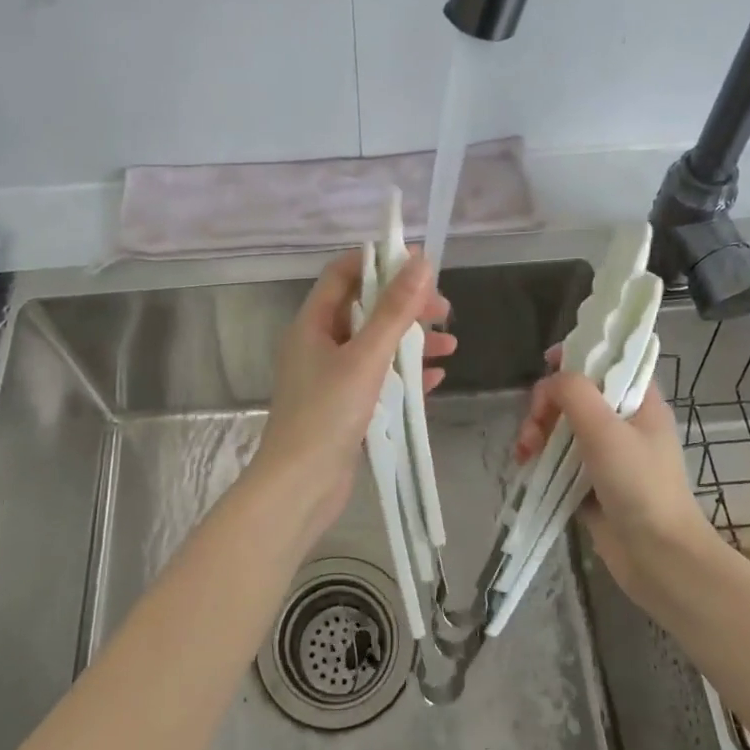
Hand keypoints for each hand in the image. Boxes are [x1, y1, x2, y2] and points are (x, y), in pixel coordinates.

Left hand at [253, 249, 453, 543]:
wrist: (300, 487)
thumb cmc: (327, 414)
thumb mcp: (365, 357)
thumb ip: (393, 311)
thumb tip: (420, 262)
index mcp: (312, 324)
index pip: (343, 274)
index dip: (379, 262)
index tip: (419, 263)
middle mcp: (319, 345)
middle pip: (365, 309)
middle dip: (405, 306)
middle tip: (443, 311)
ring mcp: (331, 377)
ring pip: (375, 345)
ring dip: (411, 341)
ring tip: (450, 344)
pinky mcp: (344, 407)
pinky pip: (378, 379)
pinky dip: (405, 374)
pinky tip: (435, 378)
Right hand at [515, 354, 717, 620]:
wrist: (659, 557)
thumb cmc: (639, 485)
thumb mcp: (606, 430)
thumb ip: (574, 393)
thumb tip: (550, 381)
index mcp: (639, 402)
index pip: (608, 362)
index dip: (577, 356)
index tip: (546, 365)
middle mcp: (624, 423)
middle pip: (576, 395)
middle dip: (547, 405)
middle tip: (534, 428)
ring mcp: (608, 455)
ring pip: (563, 427)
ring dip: (538, 432)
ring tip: (525, 454)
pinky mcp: (592, 483)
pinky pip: (559, 458)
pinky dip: (541, 458)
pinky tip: (526, 466)